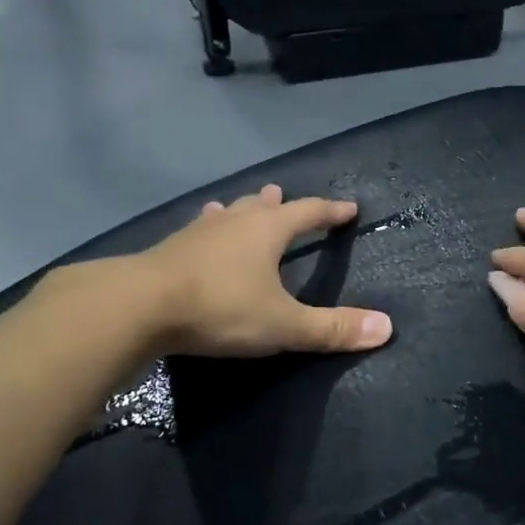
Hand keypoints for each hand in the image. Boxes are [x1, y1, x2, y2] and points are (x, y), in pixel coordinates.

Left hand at [43, 185, 393, 358]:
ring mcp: (198, 233)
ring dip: (240, 211)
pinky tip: (199, 235)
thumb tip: (387, 328)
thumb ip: (332, 328)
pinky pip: (198, 231)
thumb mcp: (283, 324)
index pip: (309, 212)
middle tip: (283, 195)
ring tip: (242, 206)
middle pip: (263, 206)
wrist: (137, 307)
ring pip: (227, 214)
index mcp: (268, 231)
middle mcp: (235, 222)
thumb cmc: (220, 308)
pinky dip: (208, 230)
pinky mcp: (168, 250)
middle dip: (279, 204)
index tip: (349, 208)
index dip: (330, 211)